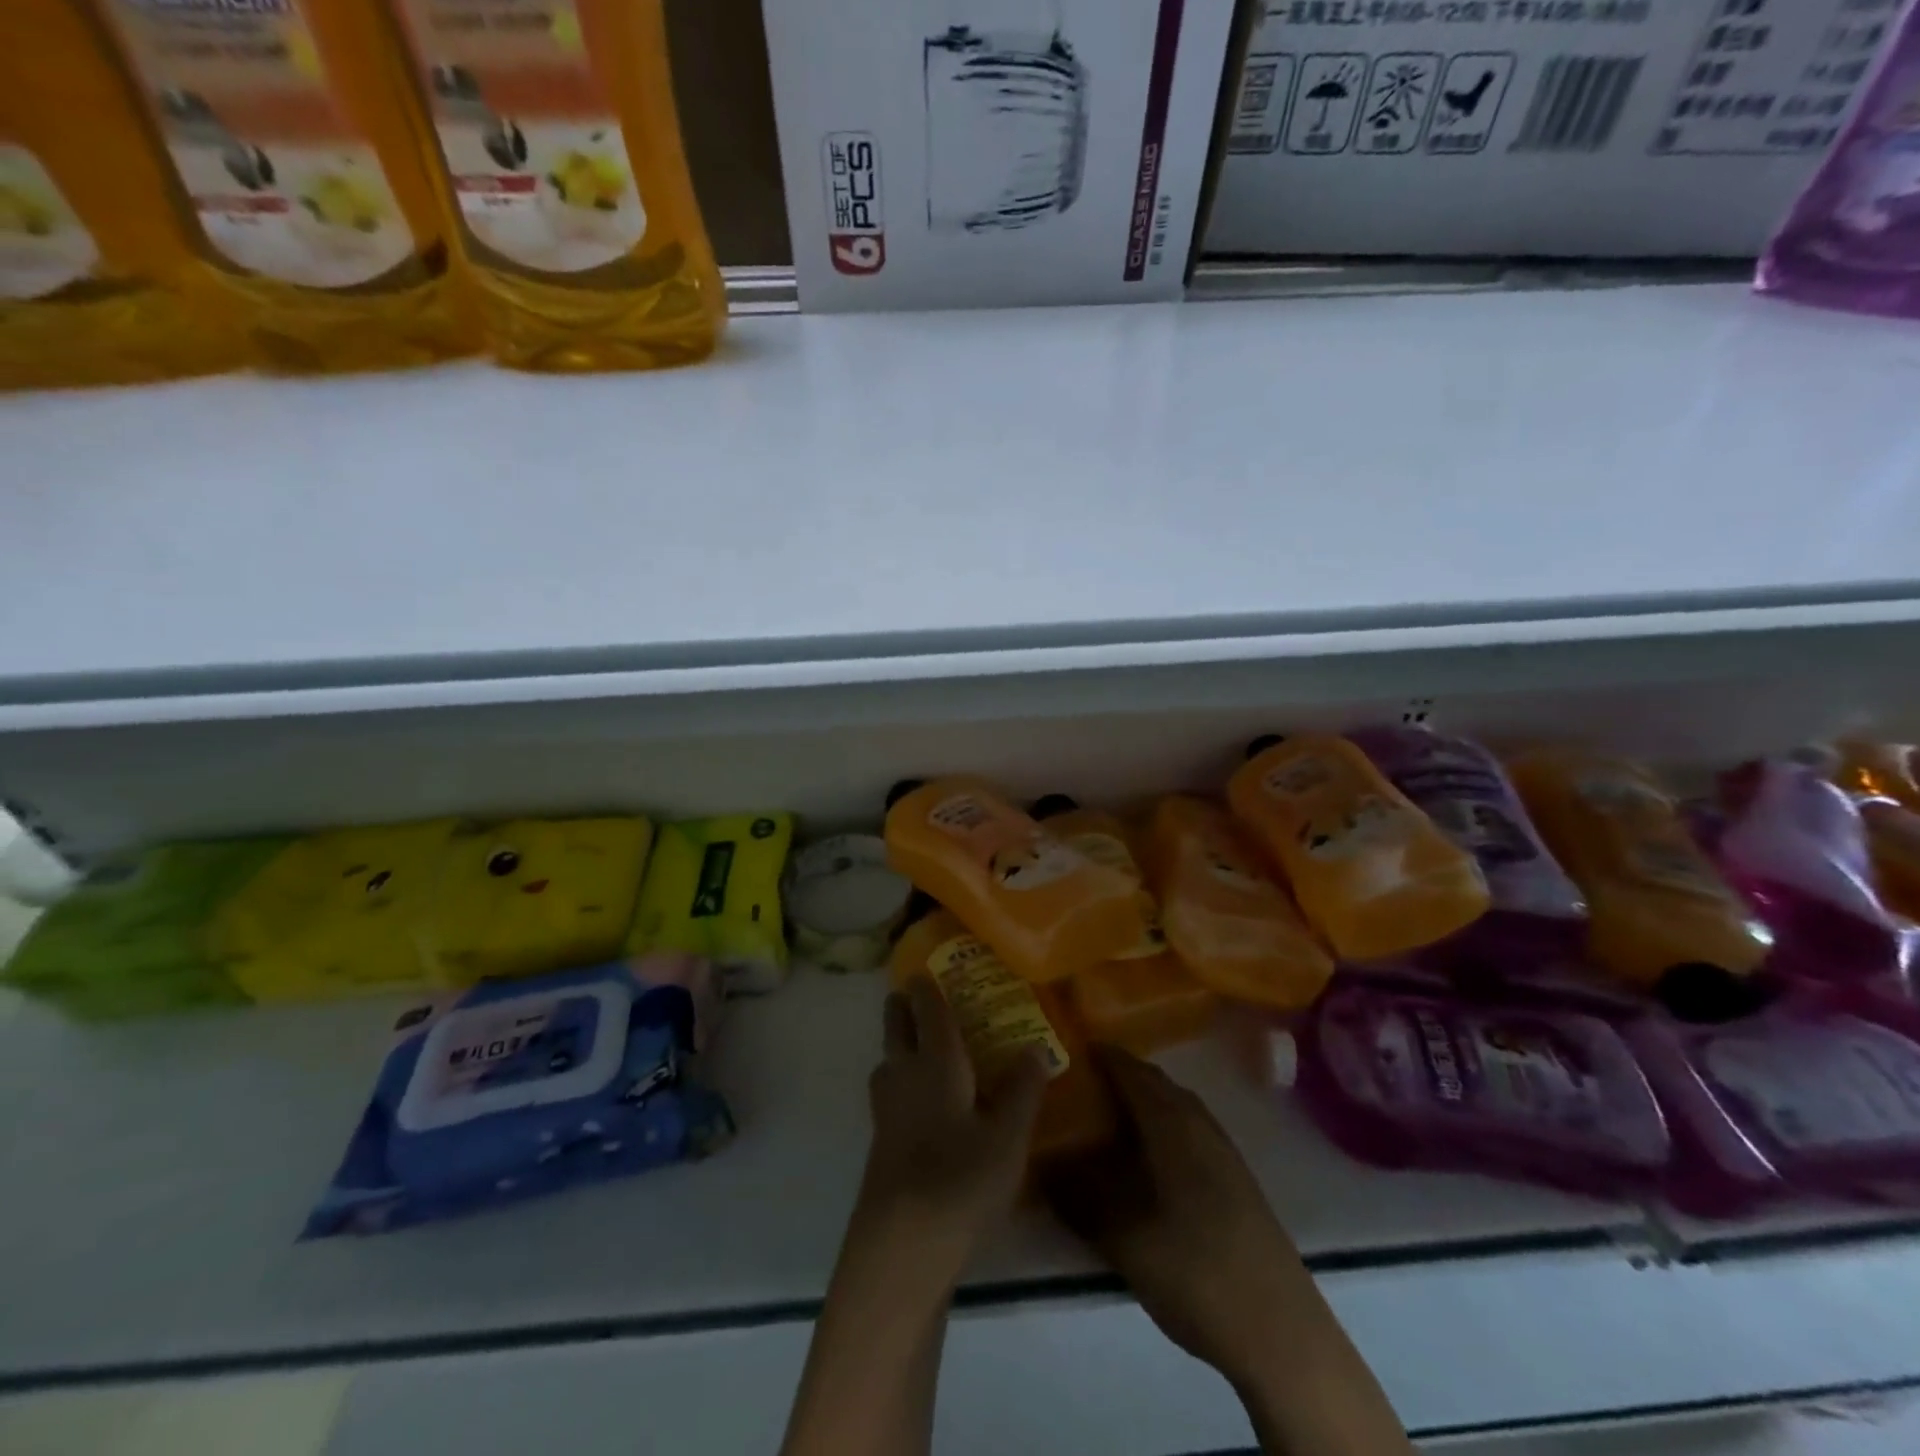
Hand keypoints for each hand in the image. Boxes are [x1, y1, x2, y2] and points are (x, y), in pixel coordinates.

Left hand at [852, 976, 1047, 1277]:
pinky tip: (924, 1101)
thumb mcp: (1008, 1138)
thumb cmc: (960, 1180)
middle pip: (896, 1025)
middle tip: (921, 995)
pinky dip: (902, 1078)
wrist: (901, 1245)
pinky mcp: (881, 1140)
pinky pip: (890, 1089)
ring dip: (900, 1042)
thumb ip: (1023, 1089)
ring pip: (888, 1058)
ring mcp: (886, 1107)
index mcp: (936, 1060)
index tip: (929, 967)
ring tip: (926, 1046)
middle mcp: (904, 1073)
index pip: (928, 1008)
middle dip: (904, 1005)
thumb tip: (1036, 1047)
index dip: (927, 984)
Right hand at [1041, 1045, 1313, 1389]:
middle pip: (1154, 1083)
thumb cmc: (1196, 1272)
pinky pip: (1188, 1132)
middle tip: (1076, 1087)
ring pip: (1174, 1107)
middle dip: (1117, 1077)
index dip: (1098, 1055)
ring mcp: (1223, 1151)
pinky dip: (1160, 1129)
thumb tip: (1043, 1168)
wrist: (1281, 1333)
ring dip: (1141, 1104)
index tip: (1064, 1051)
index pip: (1130, 1069)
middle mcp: (1199, 1123)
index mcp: (1172, 1123)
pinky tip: (1144, 1161)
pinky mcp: (1235, 1180)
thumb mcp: (1124, 1240)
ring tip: (1103, 1122)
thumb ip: (1080, 1199)